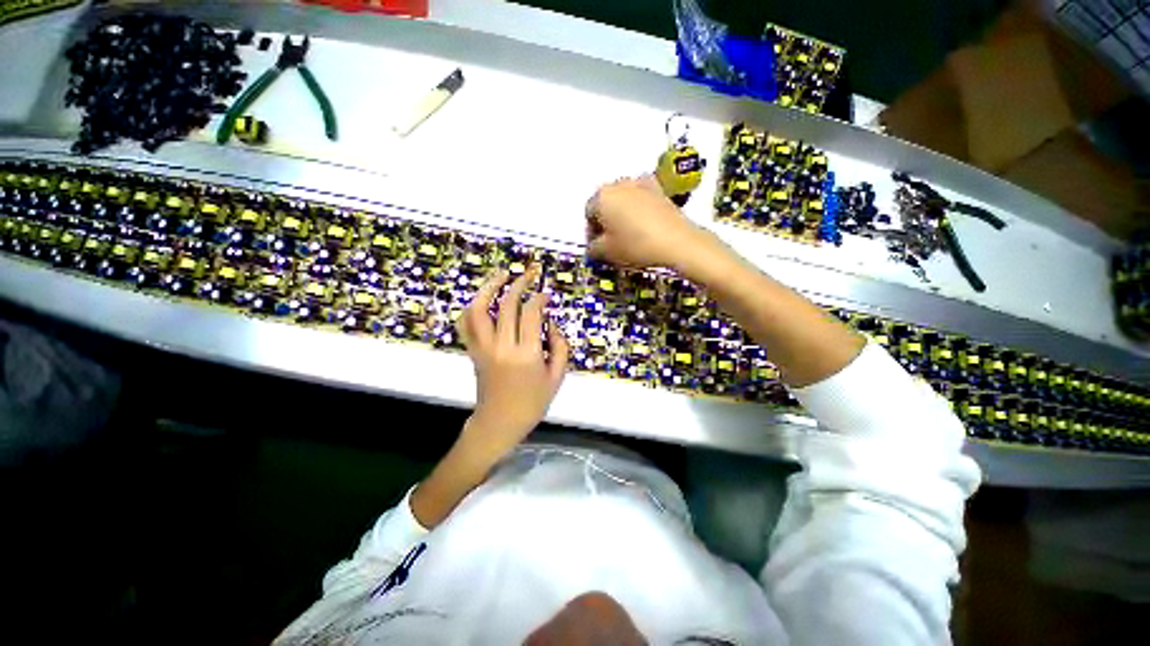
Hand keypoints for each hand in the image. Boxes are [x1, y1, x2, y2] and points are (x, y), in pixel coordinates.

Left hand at [459, 266, 569, 459]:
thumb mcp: (556, 378)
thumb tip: (551, 323)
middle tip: (529, 274)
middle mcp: (502, 346)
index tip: (545, 294)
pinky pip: (465, 324)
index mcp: (527, 353)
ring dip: (490, 288)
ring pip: (479, 309)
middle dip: (519, 284)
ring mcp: (483, 347)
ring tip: (502, 275)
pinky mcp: (473, 351)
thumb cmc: (532, 403)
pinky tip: (481, 299)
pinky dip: (470, 308)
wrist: (499, 423)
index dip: (539, 298)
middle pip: (507, 304)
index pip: (531, 313)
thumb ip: (560, 347)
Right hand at [585, 175, 711, 270]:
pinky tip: (644, 224)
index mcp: (601, 196)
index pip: (588, 214)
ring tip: (628, 234)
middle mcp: (618, 184)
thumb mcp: (607, 252)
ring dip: (621, 214)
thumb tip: (592, 248)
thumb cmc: (635, 245)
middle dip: (605, 221)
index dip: (591, 233)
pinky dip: (638, 209)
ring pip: (623, 200)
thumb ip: (593, 249)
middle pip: (605, 203)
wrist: (676, 241)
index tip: (597, 247)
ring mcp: (640, 183)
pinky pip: (641, 199)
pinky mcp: (659, 189)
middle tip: (611, 241)